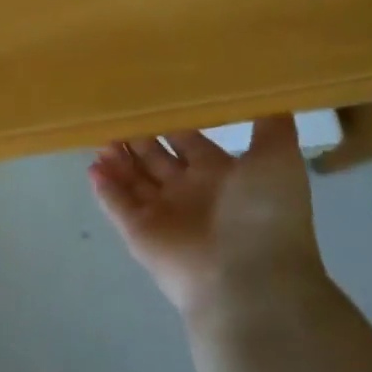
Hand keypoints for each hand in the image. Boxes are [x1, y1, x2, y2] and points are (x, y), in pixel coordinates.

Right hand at [89, 119, 327, 325]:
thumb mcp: (279, 158)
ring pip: (134, 181)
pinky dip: (104, 189)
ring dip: (118, 160)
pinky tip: (92, 167)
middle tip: (115, 110)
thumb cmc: (264, 214)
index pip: (189, 142)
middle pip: (156, 160)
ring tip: (99, 133)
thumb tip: (267, 90)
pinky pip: (117, 207)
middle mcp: (191, 194)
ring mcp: (164, 216)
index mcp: (221, 176)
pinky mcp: (141, 235)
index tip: (149, 96)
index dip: (170, 123)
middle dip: (137, 138)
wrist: (253, 281)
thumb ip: (271, 124)